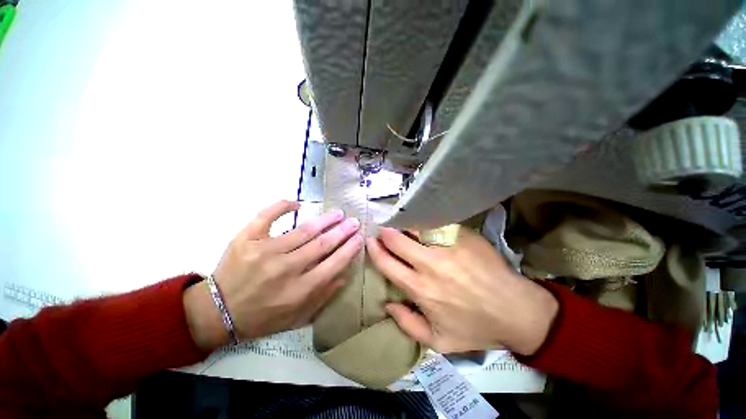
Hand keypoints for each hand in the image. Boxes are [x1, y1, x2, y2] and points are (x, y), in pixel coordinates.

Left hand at [184, 200, 361, 349]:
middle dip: (342, 231)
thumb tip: (343, 274)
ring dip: (324, 220)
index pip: (333, 264)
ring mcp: (264, 251)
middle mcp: (285, 269)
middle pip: (321, 244)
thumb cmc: (262, 317)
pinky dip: (282, 206)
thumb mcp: (297, 317)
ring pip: (302, 230)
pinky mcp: (246, 239)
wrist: (218, 311)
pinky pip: (267, 216)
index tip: (359, 238)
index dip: (349, 249)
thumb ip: (323, 296)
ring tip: (338, 213)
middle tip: (354, 221)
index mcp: (298, 290)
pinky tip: (297, 203)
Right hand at [367, 227, 557, 355]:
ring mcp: (447, 247)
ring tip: (401, 225)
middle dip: (386, 233)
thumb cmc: (477, 327)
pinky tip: (424, 224)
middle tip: (384, 230)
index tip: (371, 241)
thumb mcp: (439, 342)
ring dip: (404, 226)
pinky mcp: (463, 236)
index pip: (387, 263)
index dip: (375, 250)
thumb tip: (388, 304)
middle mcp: (429, 264)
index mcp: (420, 289)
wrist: (517, 310)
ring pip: (416, 228)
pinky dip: (425, 223)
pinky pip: (437, 224)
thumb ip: (408, 325)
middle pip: (397, 240)